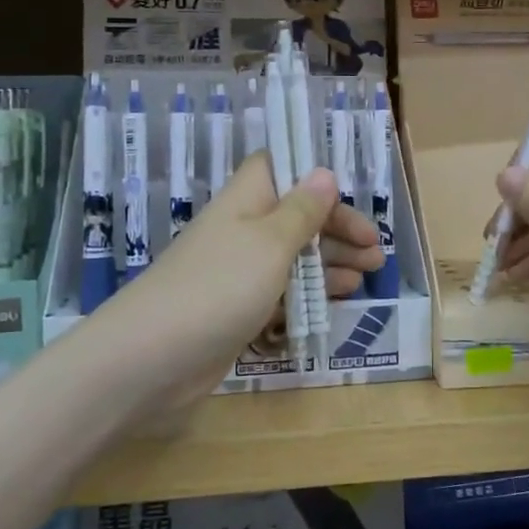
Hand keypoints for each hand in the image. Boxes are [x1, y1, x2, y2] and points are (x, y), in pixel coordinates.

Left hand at [98, 153, 382, 401]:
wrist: (152, 358)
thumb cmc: (219, 286)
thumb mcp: (270, 243)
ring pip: (292, 257)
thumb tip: (323, 171)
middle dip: (337, 230)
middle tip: (376, 252)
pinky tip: (337, 300)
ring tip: (367, 275)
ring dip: (330, 263)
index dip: (312, 177)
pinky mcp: (237, 310)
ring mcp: (238, 273)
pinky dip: (309, 293)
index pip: (278, 170)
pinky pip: (281, 293)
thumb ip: (301, 211)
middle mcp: (242, 231)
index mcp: (245, 202)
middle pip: (295, 217)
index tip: (348, 195)